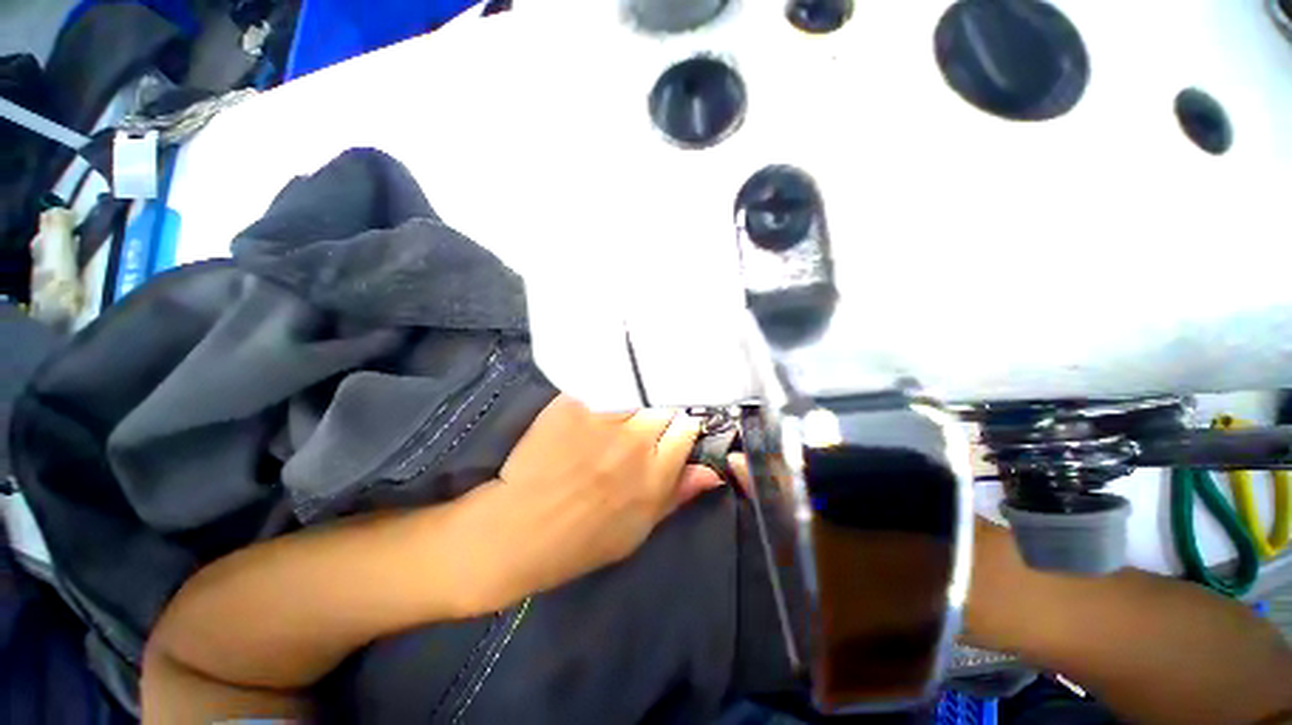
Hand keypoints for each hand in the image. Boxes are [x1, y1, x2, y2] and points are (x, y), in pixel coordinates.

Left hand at [459, 395, 723, 609]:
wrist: (518, 528)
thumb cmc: (581, 540)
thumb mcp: (639, 530)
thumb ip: (678, 495)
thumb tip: (712, 471)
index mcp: (655, 474)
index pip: (687, 427)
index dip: (683, 426)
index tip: (674, 429)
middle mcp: (635, 440)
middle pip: (664, 404)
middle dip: (661, 410)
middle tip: (646, 420)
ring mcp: (603, 419)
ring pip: (637, 391)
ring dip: (635, 399)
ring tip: (624, 408)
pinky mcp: (574, 404)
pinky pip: (604, 386)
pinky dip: (608, 390)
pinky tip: (602, 397)